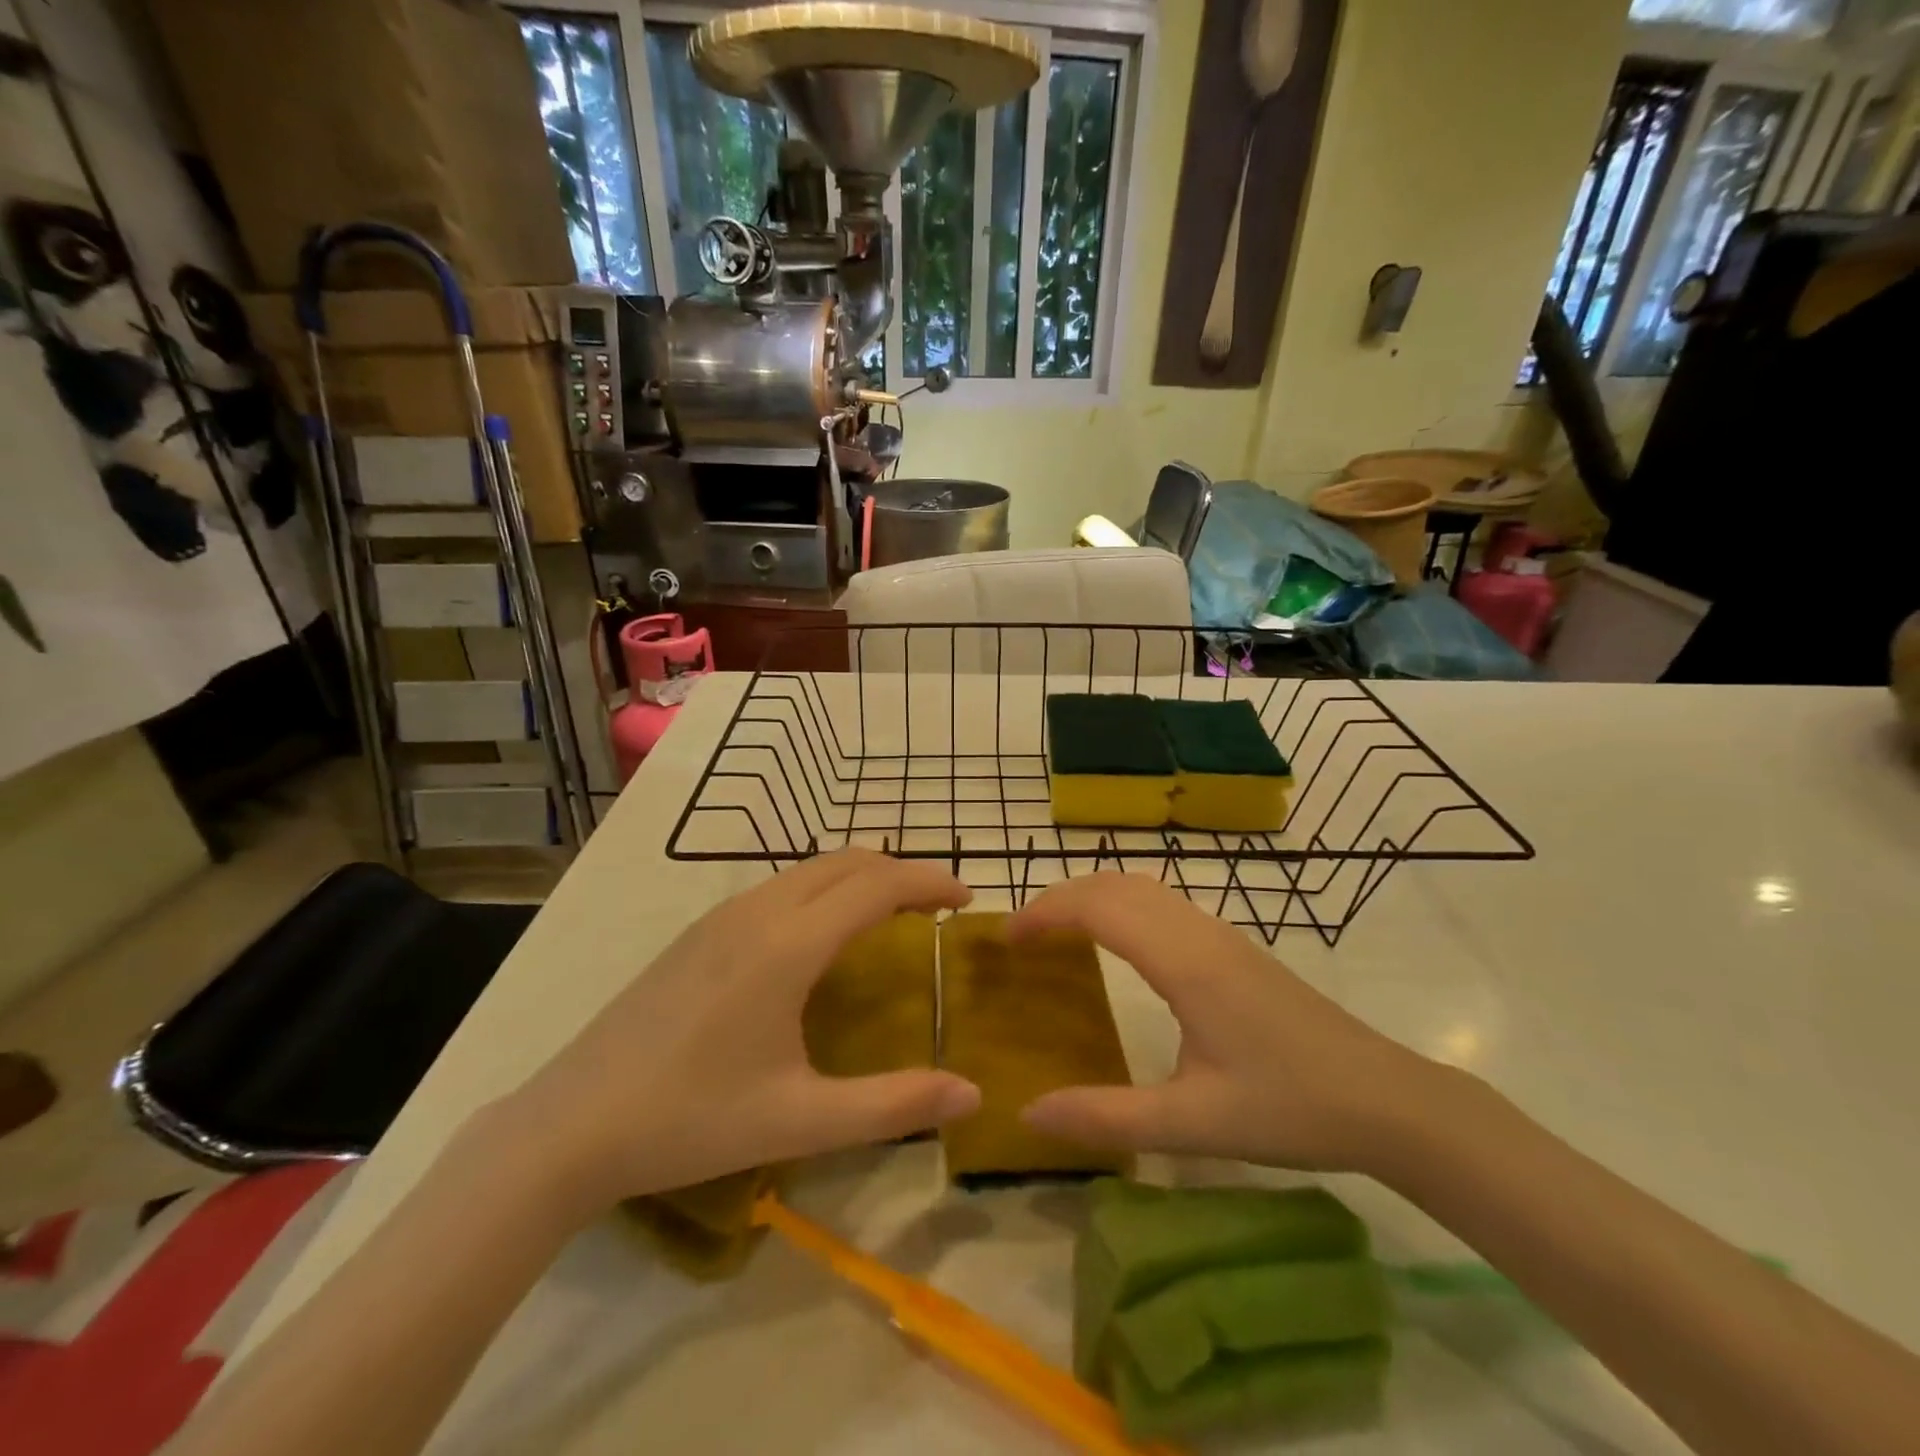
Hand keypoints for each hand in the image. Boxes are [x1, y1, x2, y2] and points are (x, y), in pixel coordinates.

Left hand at [507, 851, 981, 1216]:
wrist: (570, 1125)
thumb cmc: (691, 1120)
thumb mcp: (801, 1120)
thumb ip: (893, 1104)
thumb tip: (972, 1094)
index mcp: (789, 944)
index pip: (879, 884)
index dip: (930, 882)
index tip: (967, 899)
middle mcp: (759, 910)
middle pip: (848, 861)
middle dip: (902, 872)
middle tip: (937, 910)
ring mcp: (722, 915)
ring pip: (811, 868)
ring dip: (861, 878)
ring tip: (892, 918)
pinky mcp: (700, 931)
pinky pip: (781, 885)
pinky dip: (825, 889)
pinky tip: (823, 938)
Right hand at [1009, 873, 1443, 1175]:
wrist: (1387, 1100)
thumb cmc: (1291, 1108)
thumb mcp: (1194, 1123)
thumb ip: (1107, 1118)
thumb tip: (1028, 1114)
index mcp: (1185, 963)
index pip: (1099, 908)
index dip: (1045, 912)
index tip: (1006, 937)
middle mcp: (1199, 933)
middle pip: (1115, 885)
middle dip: (1060, 897)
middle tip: (1021, 934)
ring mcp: (1221, 935)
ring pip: (1142, 887)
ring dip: (1092, 896)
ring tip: (1056, 932)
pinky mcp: (1235, 947)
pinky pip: (1162, 903)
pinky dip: (1121, 905)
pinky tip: (1116, 943)